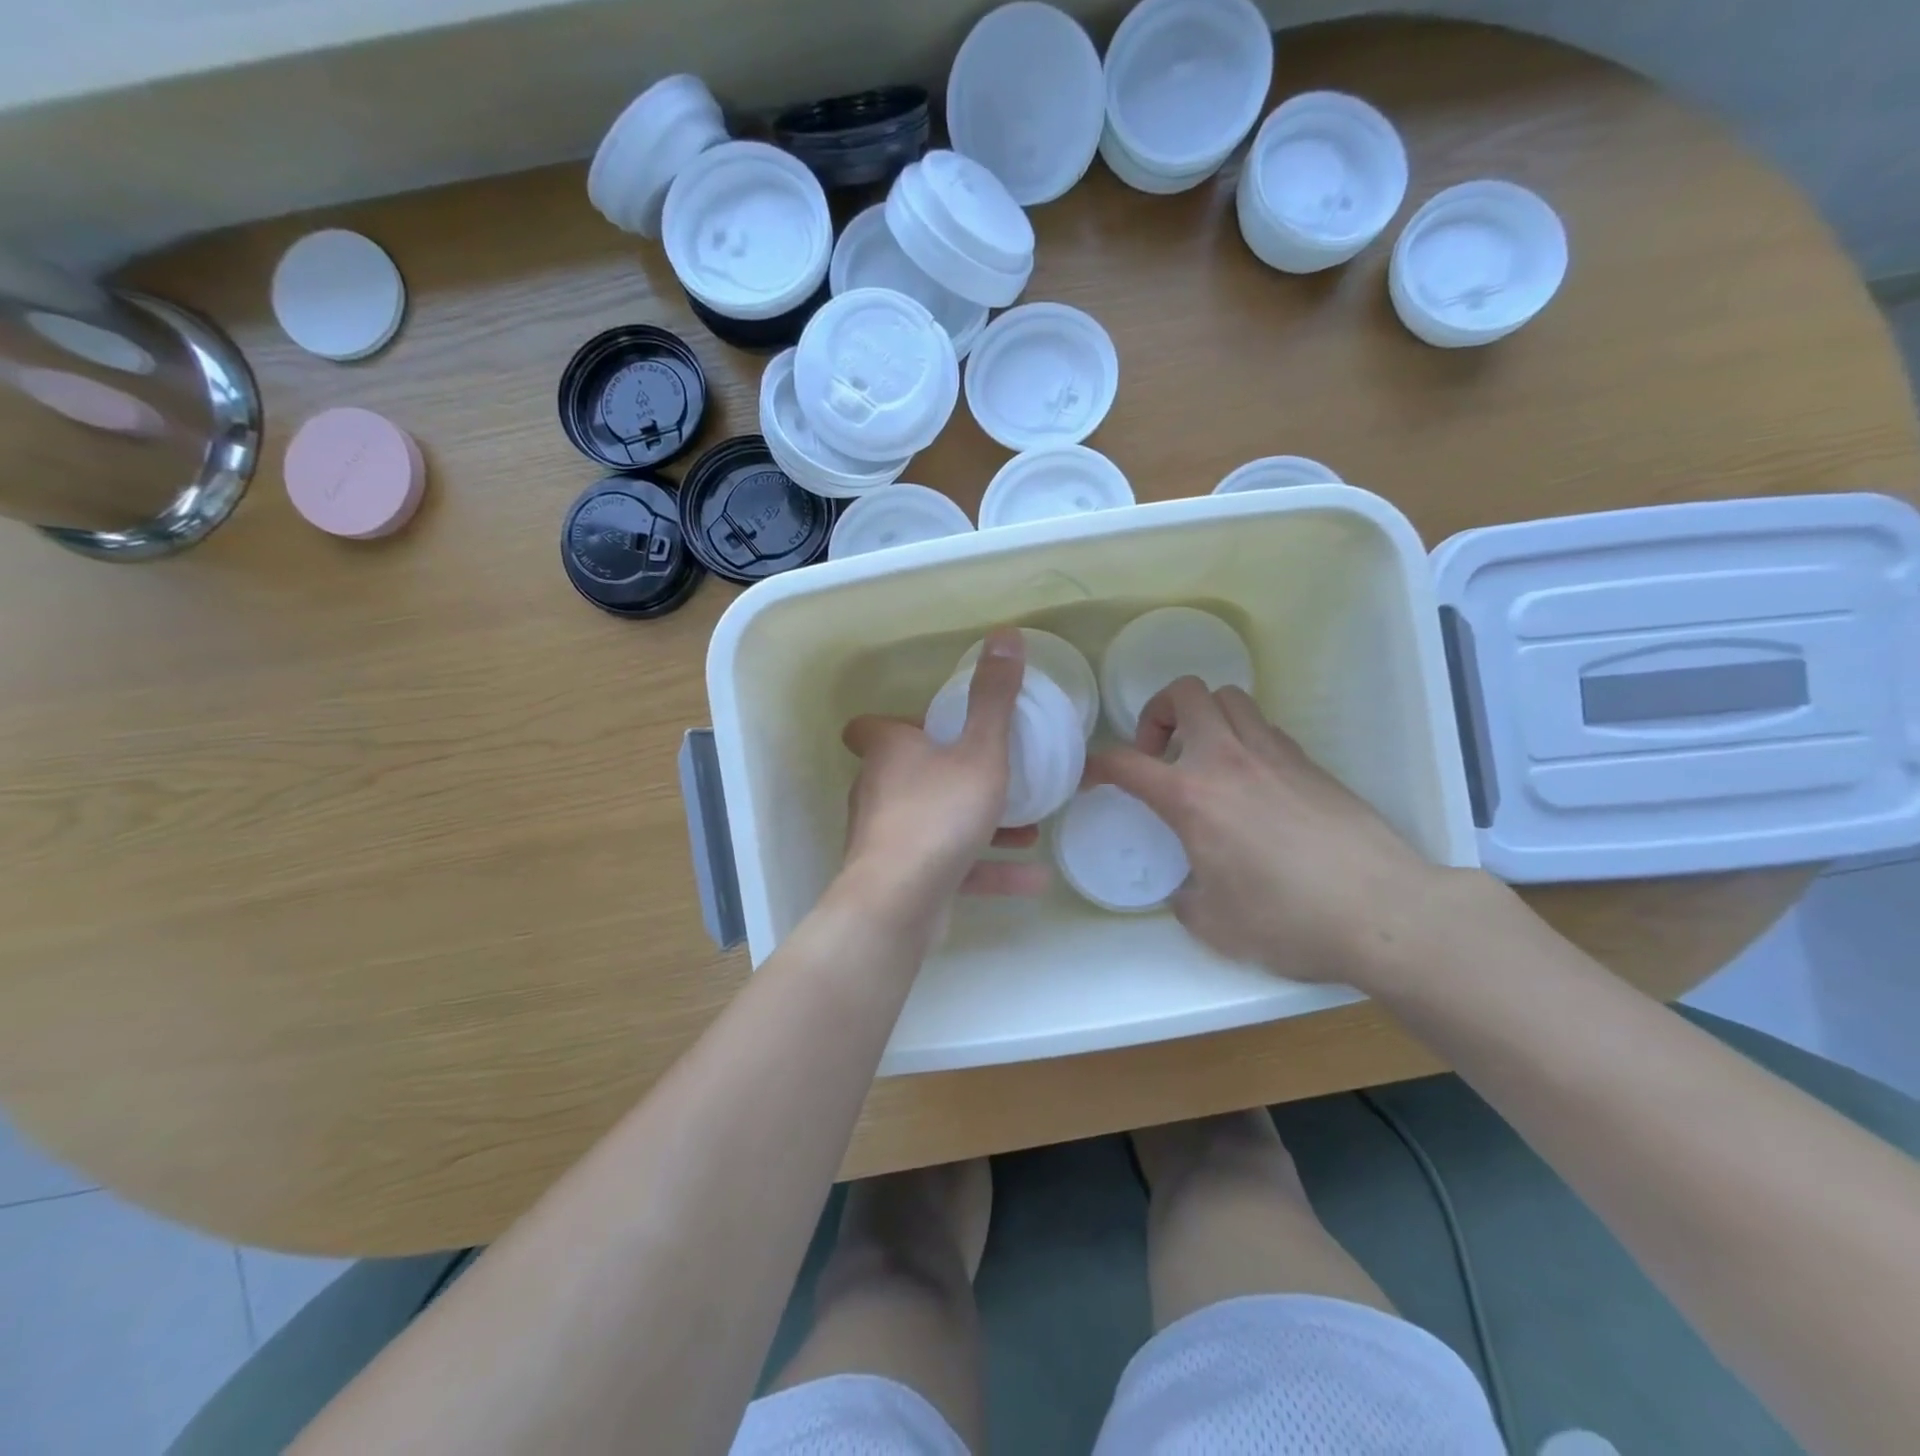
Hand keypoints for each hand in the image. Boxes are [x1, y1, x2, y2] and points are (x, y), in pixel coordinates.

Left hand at [841, 627, 1051, 919]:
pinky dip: (986, 868)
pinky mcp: (902, 879)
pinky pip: (950, 866)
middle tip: (993, 772)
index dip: (897, 723)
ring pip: (937, 822)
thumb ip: (994, 698)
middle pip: (909, 773)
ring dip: (981, 825)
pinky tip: (1033, 877)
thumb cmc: (939, 813)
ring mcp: (887, 839)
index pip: (870, 727)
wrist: (899, 901)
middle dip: (952, 774)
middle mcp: (879, 791)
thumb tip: (1005, 634)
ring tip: (1030, 829)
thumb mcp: (980, 751)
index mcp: (889, 752)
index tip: (932, 726)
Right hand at [1090, 678, 1448, 987]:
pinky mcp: (1310, 763)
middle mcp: (1228, 760)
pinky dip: (1242, 738)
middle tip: (1159, 753)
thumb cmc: (1287, 920)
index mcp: (1192, 796)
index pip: (1125, 762)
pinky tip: (1250, 782)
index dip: (1098, 765)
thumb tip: (1187, 891)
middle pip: (1184, 693)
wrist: (1382, 912)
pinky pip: (1263, 728)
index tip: (1093, 778)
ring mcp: (1274, 754)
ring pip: (1229, 698)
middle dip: (1157, 712)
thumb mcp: (1214, 924)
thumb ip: (1185, 899)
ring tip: (1204, 758)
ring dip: (1203, 717)